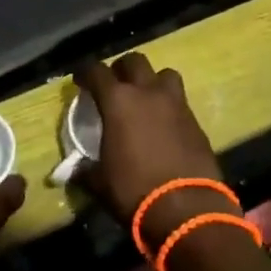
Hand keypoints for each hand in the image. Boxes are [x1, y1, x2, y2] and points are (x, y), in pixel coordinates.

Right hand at [74, 54, 230, 250]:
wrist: (187, 209)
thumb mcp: (100, 183)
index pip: (96, 71)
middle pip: (134, 61)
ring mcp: (176, 104)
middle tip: (114, 86)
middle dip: (121, 69)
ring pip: (164, 74)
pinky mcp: (196, 120)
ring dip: (151, 81)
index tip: (80, 80)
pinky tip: (163, 124)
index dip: (85, 72)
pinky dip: (169, 105)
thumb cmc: (134, 191)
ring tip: (144, 98)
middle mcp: (148, 92)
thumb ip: (85, 170)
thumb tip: (75, 170)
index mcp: (118, 101)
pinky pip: (180, 100)